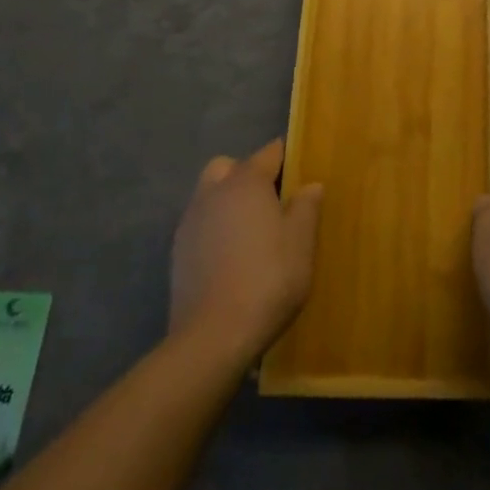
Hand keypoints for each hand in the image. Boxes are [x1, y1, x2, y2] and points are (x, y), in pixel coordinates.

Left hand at [169, 140, 322, 366]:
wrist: (212, 337)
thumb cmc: (267, 280)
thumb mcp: (301, 243)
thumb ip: (307, 207)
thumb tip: (311, 184)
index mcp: (246, 182)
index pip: (269, 152)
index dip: (287, 157)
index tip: (302, 169)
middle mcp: (214, 192)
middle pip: (229, 167)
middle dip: (248, 174)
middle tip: (272, 201)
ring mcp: (191, 222)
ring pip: (210, 194)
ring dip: (228, 201)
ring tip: (252, 232)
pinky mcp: (178, 252)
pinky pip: (201, 224)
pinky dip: (215, 228)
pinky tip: (231, 257)